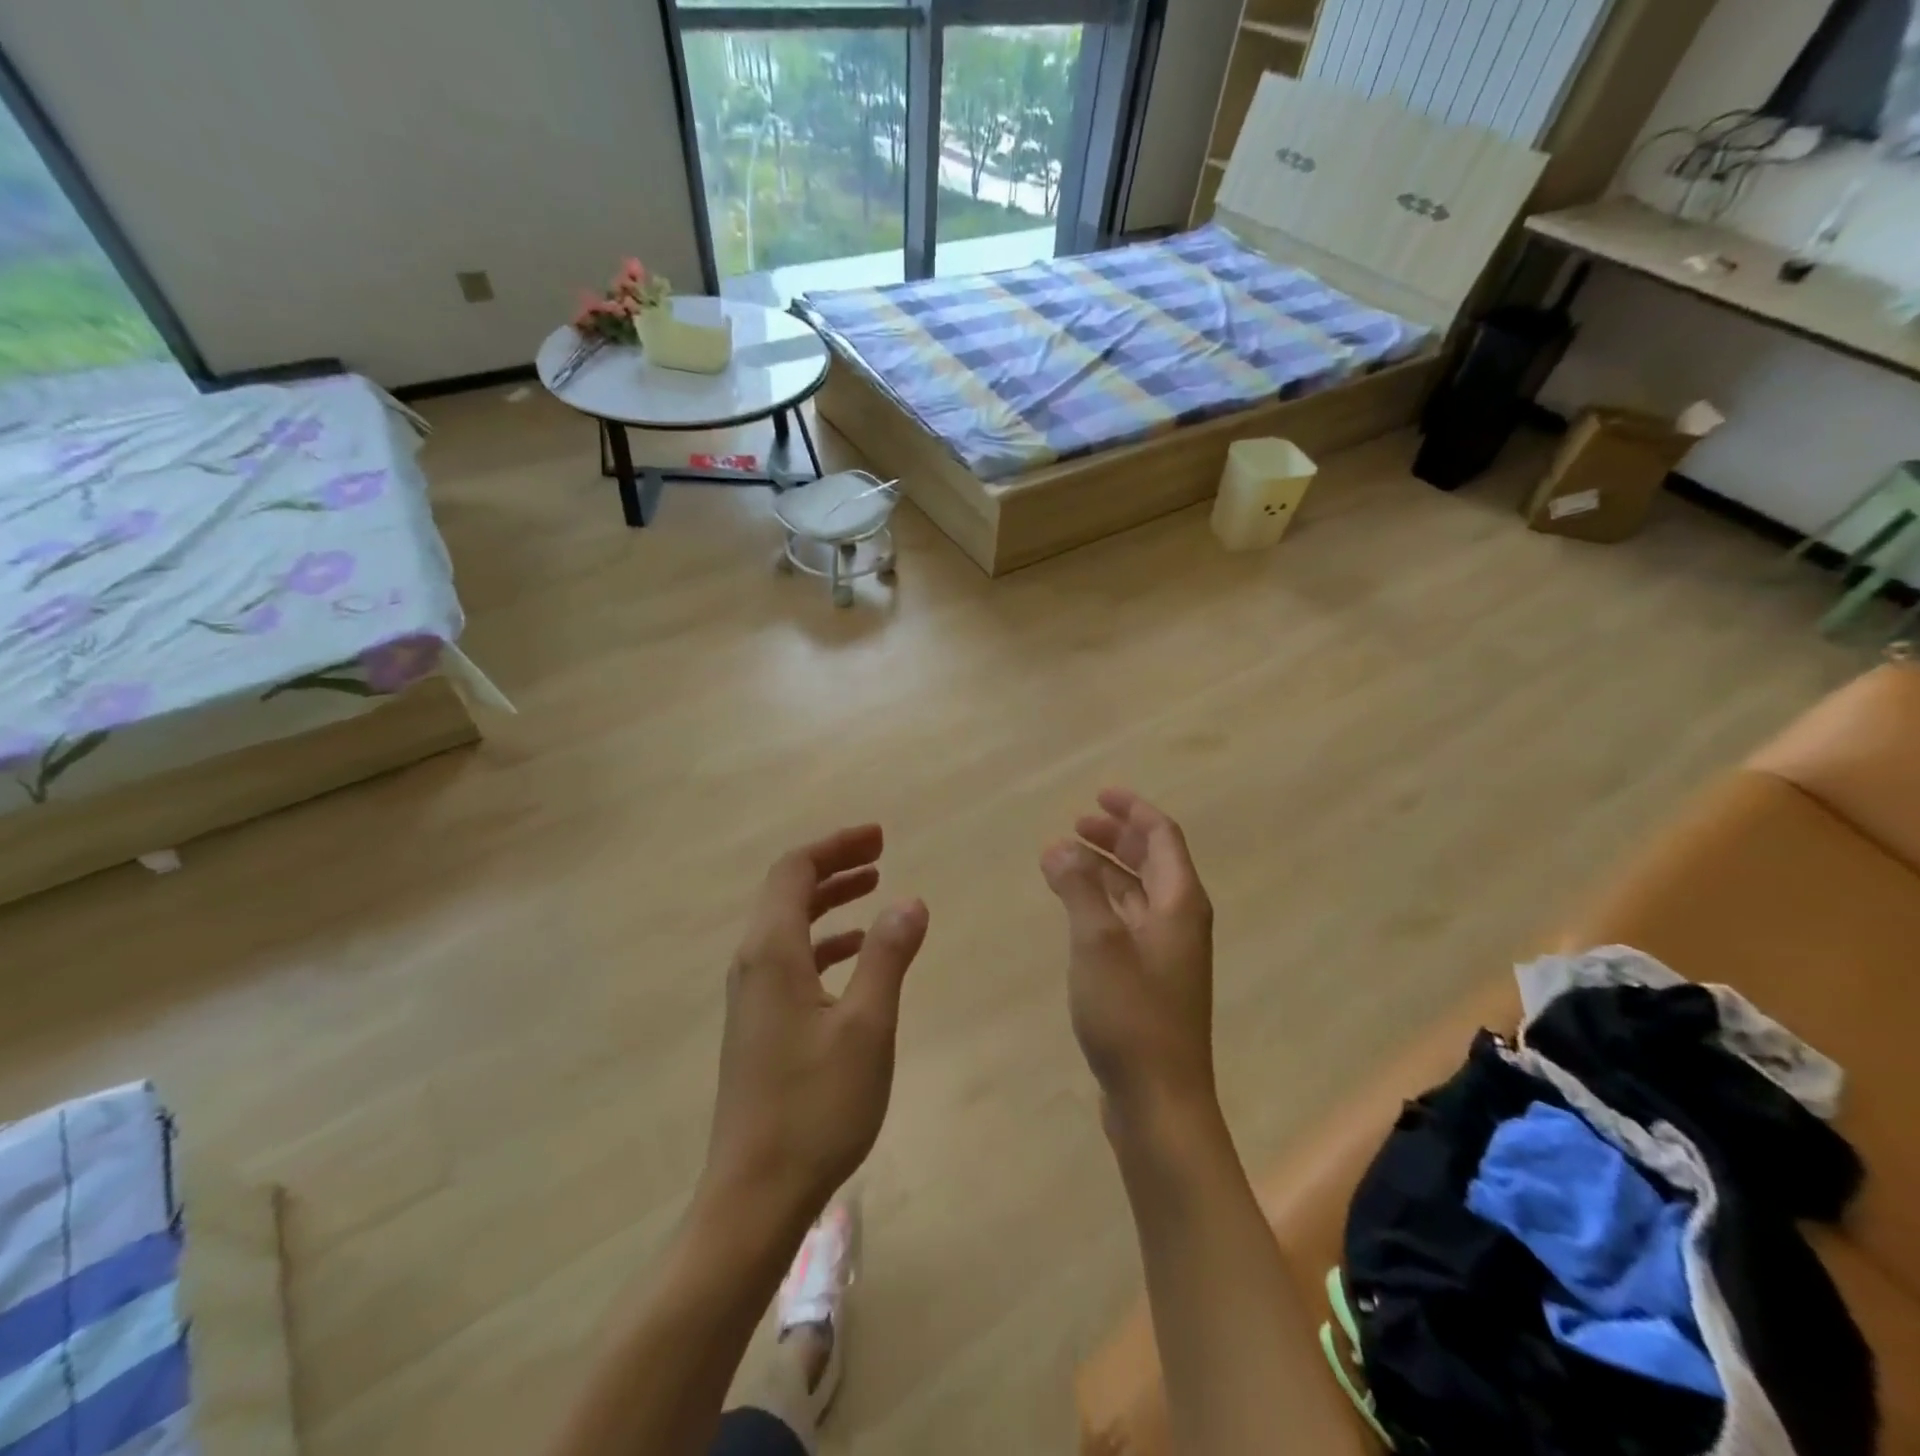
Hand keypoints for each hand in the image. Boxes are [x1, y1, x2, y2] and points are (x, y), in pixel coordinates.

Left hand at [702, 824, 929, 1231]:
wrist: (754, 1195)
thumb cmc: (815, 1106)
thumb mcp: (867, 1026)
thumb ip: (888, 956)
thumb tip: (910, 900)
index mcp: (772, 952)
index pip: (795, 870)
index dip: (837, 846)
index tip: (880, 837)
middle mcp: (752, 964)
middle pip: (787, 891)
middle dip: (834, 865)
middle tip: (880, 853)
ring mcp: (751, 996)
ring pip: (788, 924)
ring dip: (828, 900)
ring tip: (873, 889)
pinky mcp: (758, 1024)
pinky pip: (790, 958)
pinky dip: (823, 941)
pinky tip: (854, 954)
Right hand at [1041, 789, 1217, 1132]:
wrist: (1159, 1100)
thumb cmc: (1131, 1014)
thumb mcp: (1097, 941)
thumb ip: (1078, 888)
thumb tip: (1058, 846)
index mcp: (1179, 903)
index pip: (1162, 837)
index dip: (1132, 810)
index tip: (1099, 794)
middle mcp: (1179, 921)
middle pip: (1152, 861)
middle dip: (1116, 837)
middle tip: (1076, 824)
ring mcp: (1166, 953)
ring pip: (1136, 893)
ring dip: (1104, 870)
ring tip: (1063, 860)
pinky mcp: (1150, 980)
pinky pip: (1126, 922)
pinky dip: (1101, 903)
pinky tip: (1074, 910)